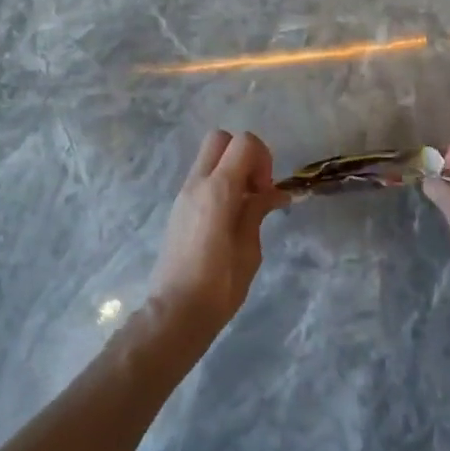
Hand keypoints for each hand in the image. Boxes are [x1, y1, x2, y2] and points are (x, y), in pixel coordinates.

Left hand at [149, 130, 288, 340]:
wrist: (175, 312)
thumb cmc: (219, 286)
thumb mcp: (249, 249)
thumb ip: (258, 212)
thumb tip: (274, 193)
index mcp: (218, 190)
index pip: (243, 142)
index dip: (262, 158)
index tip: (266, 190)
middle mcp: (197, 183)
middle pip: (221, 139)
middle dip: (244, 154)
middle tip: (255, 188)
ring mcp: (184, 193)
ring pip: (209, 156)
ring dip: (231, 168)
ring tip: (244, 206)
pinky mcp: (179, 206)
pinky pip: (202, 177)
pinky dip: (219, 182)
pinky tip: (229, 217)